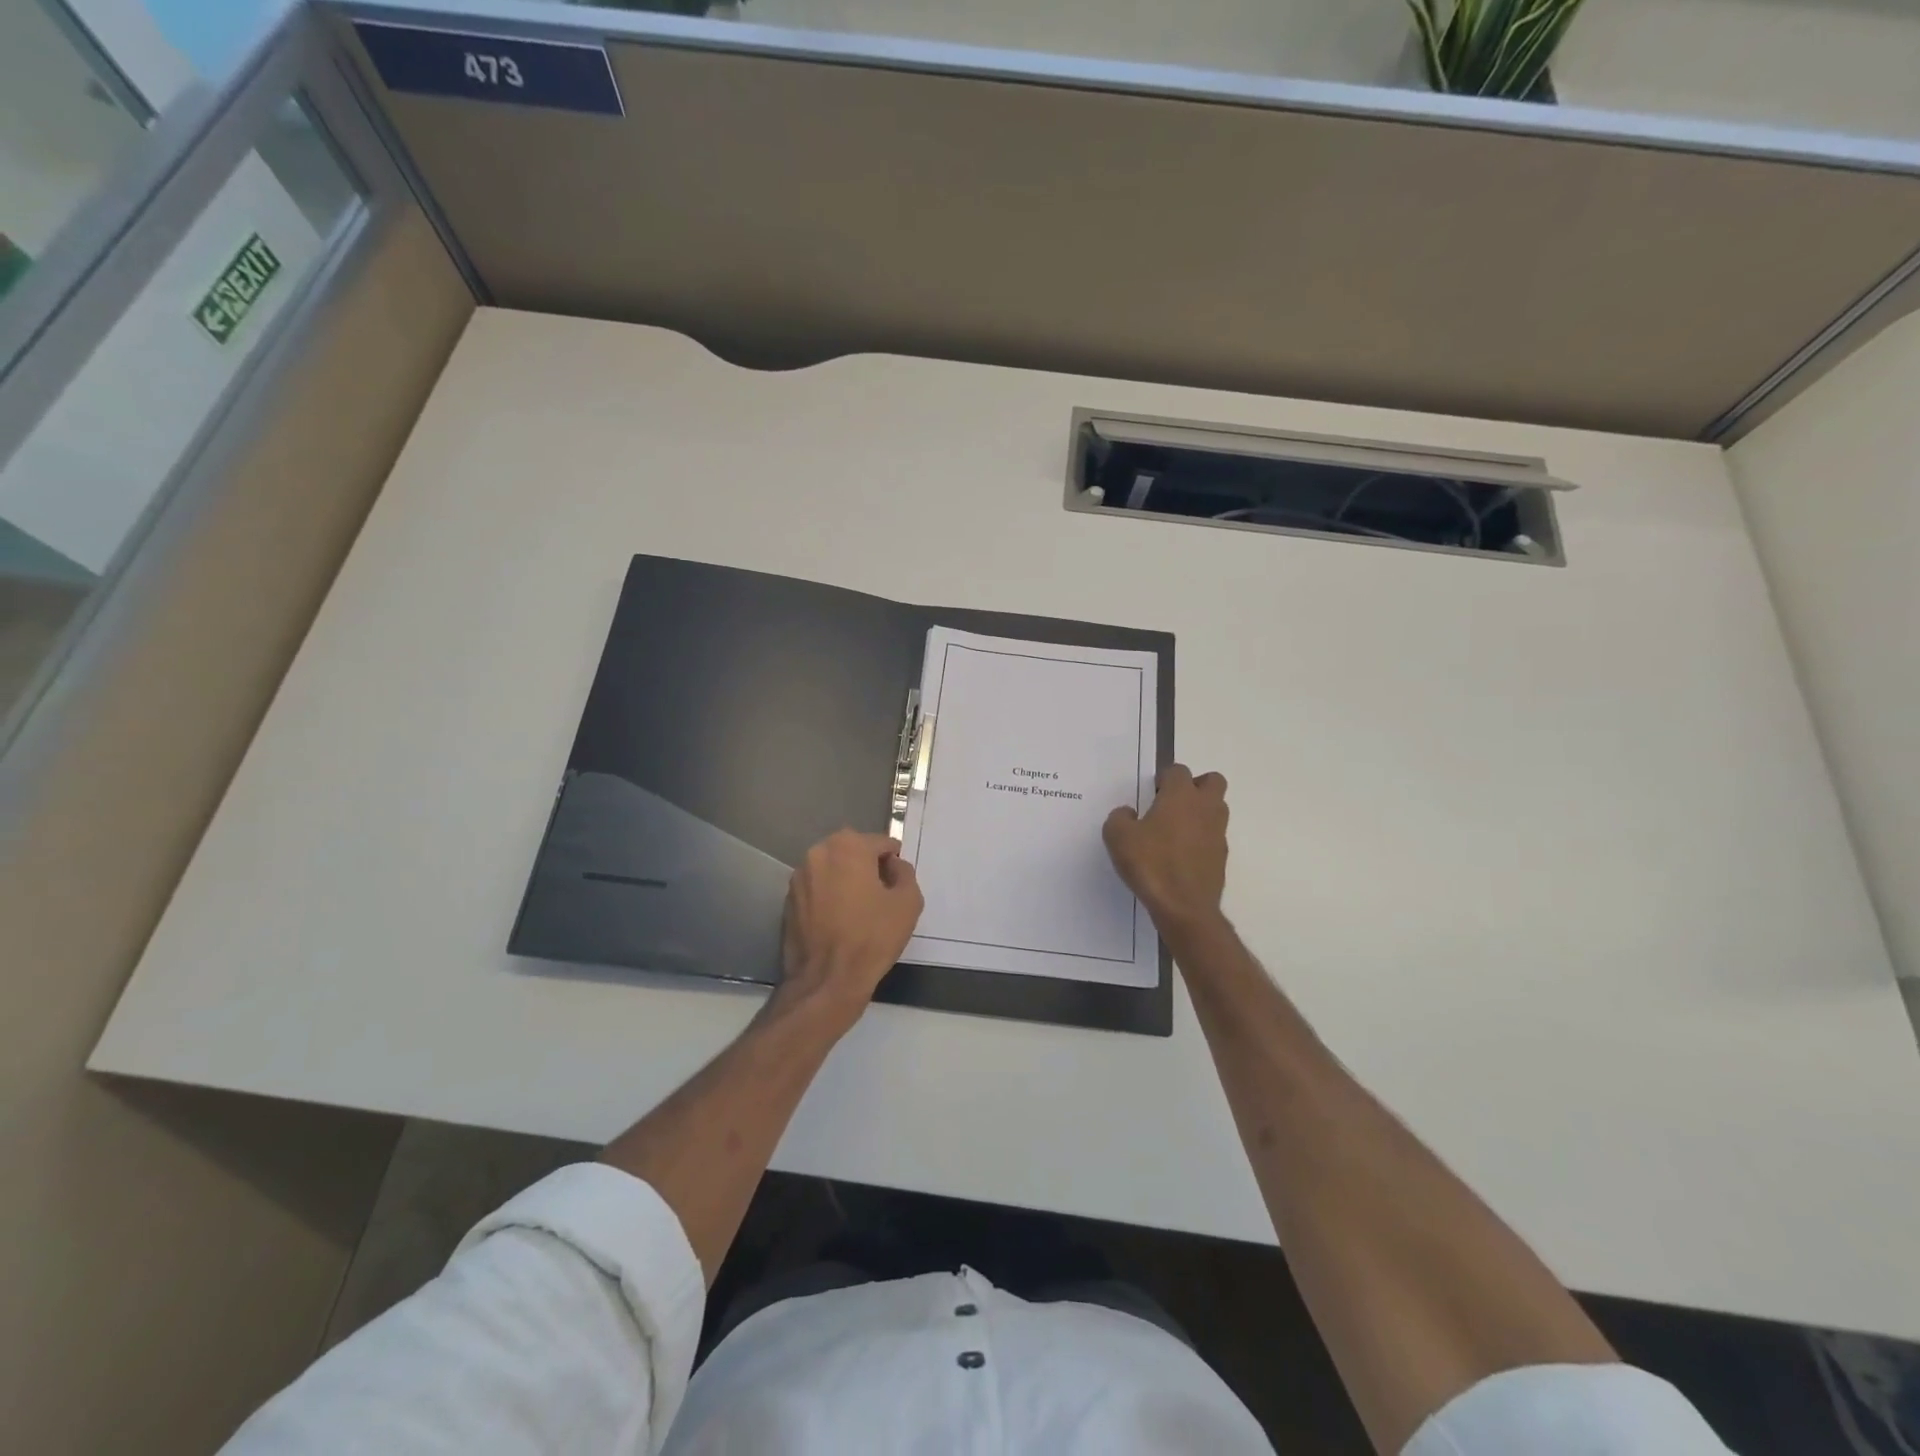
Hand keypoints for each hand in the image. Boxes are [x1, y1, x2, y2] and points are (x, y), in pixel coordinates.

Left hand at [777, 829, 923, 1026]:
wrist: (826, 980)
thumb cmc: (871, 938)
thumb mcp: (908, 902)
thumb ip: (905, 873)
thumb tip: (894, 866)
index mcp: (847, 846)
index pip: (880, 843)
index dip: (894, 862)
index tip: (899, 883)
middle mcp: (818, 852)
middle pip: (853, 851)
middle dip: (868, 866)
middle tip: (882, 895)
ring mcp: (799, 876)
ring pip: (833, 869)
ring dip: (847, 880)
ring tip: (860, 909)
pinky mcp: (788, 900)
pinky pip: (817, 888)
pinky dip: (829, 896)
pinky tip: (840, 920)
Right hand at [1104, 764, 1229, 937]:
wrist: (1184, 907)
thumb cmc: (1150, 864)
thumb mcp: (1117, 836)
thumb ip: (1120, 817)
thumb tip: (1129, 813)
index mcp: (1181, 796)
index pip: (1178, 771)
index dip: (1164, 778)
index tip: (1151, 793)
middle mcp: (1205, 808)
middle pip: (1212, 781)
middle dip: (1194, 786)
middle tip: (1171, 803)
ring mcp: (1218, 833)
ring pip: (1216, 808)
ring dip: (1199, 812)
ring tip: (1174, 830)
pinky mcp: (1221, 857)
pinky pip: (1213, 836)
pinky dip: (1200, 838)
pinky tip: (1180, 855)